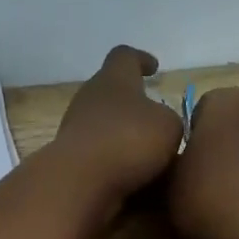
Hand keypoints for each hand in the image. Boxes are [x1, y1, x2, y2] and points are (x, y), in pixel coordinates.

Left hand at [49, 45, 184, 212]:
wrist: (79, 181)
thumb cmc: (128, 141)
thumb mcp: (168, 126)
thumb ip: (169, 119)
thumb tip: (160, 124)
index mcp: (113, 79)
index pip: (124, 56)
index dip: (140, 59)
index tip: (153, 68)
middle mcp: (89, 97)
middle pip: (110, 90)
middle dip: (132, 102)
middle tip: (153, 116)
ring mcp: (74, 128)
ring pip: (103, 123)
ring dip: (122, 134)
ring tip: (148, 151)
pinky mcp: (70, 157)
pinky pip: (97, 151)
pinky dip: (113, 158)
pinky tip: (131, 174)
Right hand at [168, 84, 238, 238]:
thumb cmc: (207, 196)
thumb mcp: (171, 179)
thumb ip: (178, 159)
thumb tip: (185, 160)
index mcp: (225, 99)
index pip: (203, 106)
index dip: (194, 133)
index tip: (188, 160)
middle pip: (238, 114)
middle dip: (227, 133)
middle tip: (211, 168)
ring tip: (233, 188)